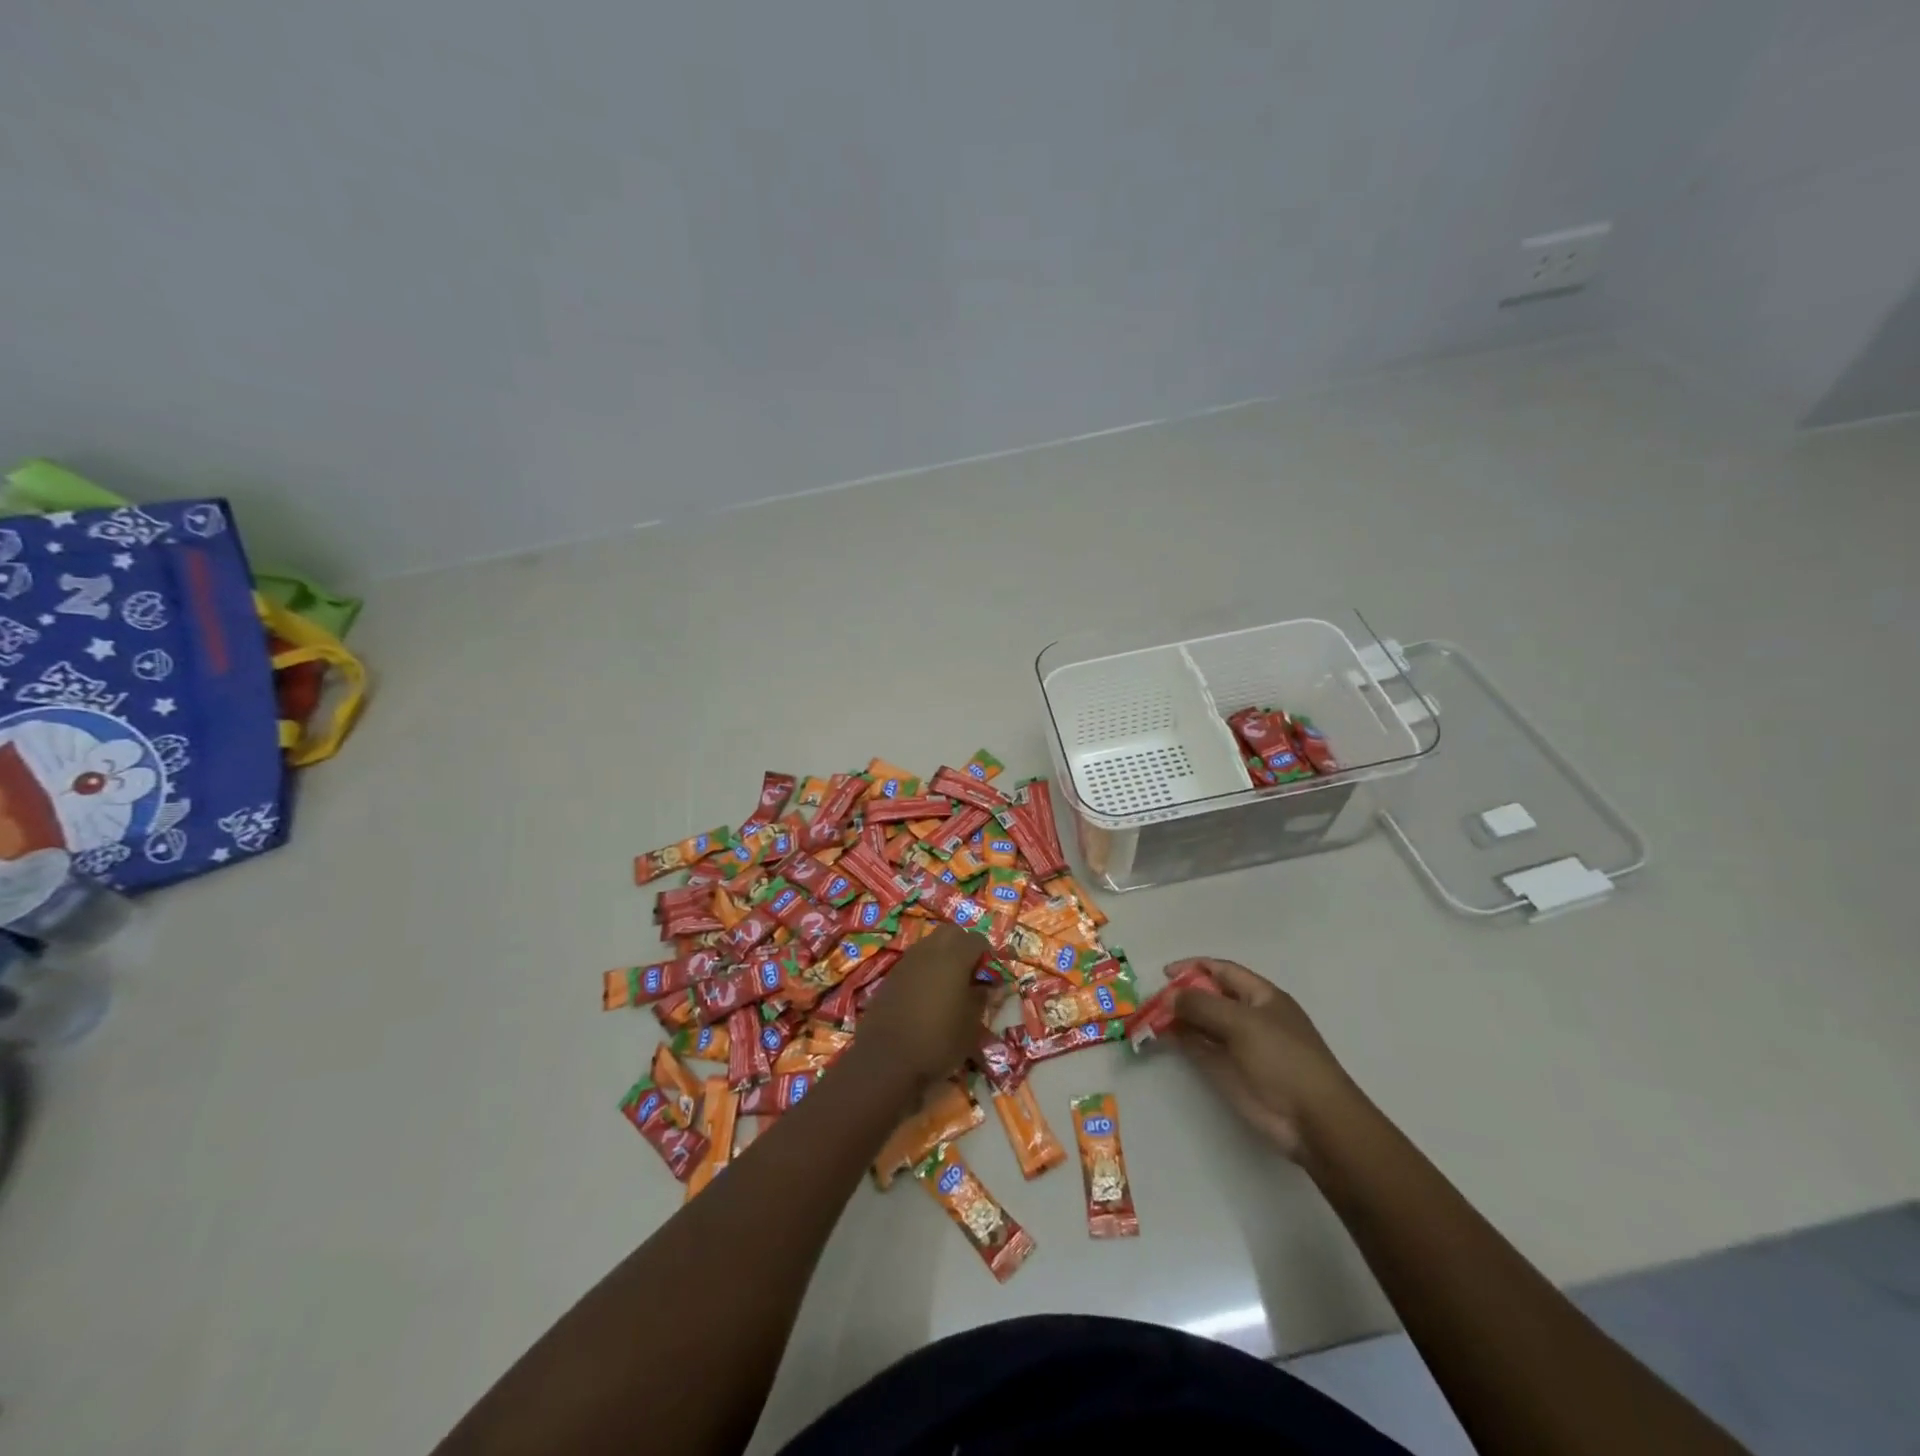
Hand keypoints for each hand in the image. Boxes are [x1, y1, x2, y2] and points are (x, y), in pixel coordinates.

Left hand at [846, 925, 991, 1097]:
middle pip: (952, 933)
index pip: (978, 940)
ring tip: (950, 984)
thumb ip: (981, 998)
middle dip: (964, 946)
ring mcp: (907, 961)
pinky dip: (925, 968)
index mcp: (954, 957)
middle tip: (971, 974)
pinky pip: (915, 961)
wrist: (885, 1060)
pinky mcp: (891, 975)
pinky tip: (928, 994)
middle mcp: (929, 950)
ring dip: (943, 955)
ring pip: (931, 943)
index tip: (992, 977)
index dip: (989, 955)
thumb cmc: (937, 1041)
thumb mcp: (971, 1025)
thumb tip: (987, 985)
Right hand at [1170, 958, 1357, 1162]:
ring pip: (1201, 1023)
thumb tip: (1171, 997)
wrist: (1312, 1120)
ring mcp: (1238, 1045)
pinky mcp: (1228, 1072)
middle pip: (1209, 996)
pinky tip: (1162, 1037)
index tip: (1165, 974)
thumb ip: (1203, 1005)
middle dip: (1181, 994)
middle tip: (1150, 1000)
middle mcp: (1248, 1017)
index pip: (1223, 971)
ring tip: (1149, 1017)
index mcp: (1262, 997)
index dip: (1195, 967)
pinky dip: (1181, 1041)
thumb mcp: (1243, 1023)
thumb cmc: (1283, 1059)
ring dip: (1177, 1018)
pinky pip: (1200, 1049)